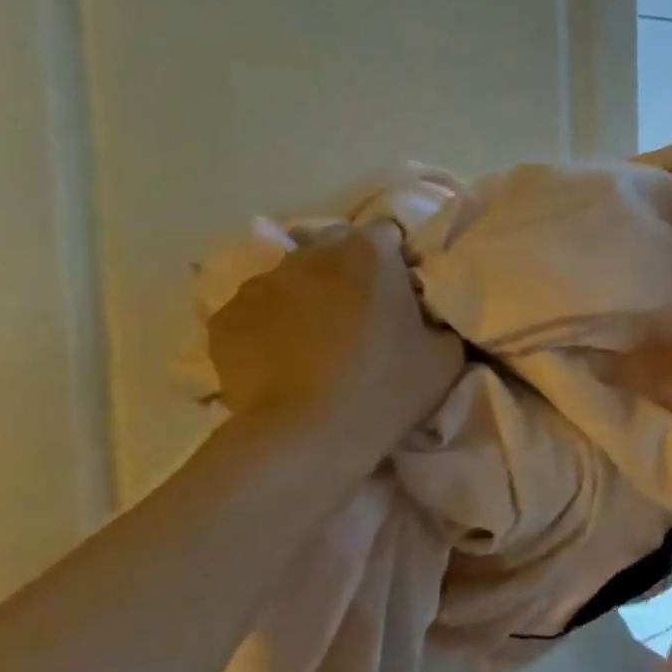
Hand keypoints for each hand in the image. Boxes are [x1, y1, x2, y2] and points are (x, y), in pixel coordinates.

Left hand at [207, 223, 463, 438]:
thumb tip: (428, 316)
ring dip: (305, 297)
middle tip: (359, 316)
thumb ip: (439, 319)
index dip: (395, 262)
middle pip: (334, 248)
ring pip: (290, 278)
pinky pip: (254, 312)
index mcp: (370, 252)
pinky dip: (267, 328)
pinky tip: (280, 363)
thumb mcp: (445, 355)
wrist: (307, 436)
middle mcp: (313, 253)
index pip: (387, 235)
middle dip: (347, 272)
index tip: (400, 295)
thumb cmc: (386, 389)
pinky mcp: (226, 317)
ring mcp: (262, 283)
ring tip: (313, 343)